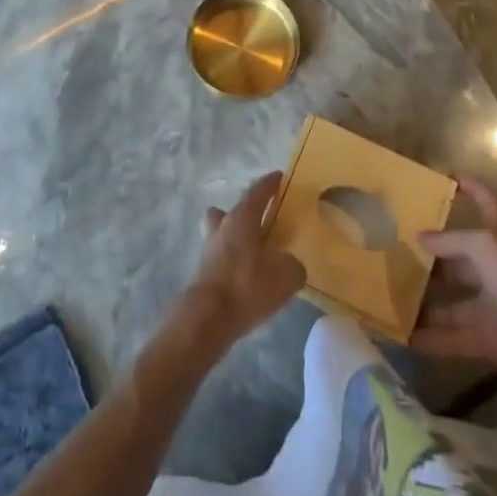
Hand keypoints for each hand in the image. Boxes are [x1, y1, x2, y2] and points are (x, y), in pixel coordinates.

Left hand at [172, 172, 305, 358]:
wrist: (208, 318)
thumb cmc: (247, 286)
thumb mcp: (285, 276)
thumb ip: (293, 265)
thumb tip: (290, 264)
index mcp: (242, 218)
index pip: (257, 191)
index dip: (269, 183)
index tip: (280, 176)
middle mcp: (222, 227)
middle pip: (229, 211)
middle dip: (243, 213)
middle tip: (261, 222)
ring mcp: (209, 249)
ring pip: (221, 233)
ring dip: (235, 238)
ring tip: (255, 254)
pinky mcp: (203, 272)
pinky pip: (221, 257)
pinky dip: (233, 262)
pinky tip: (247, 278)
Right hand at [412, 175, 496, 408]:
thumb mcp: (484, 249)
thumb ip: (451, 241)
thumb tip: (420, 237)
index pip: (487, 204)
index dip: (472, 188)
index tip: (448, 176)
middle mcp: (496, 270)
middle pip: (461, 258)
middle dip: (434, 254)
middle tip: (397, 248)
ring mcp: (494, 306)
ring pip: (454, 301)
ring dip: (427, 300)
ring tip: (392, 293)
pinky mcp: (491, 340)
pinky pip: (454, 337)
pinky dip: (432, 338)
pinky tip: (404, 335)